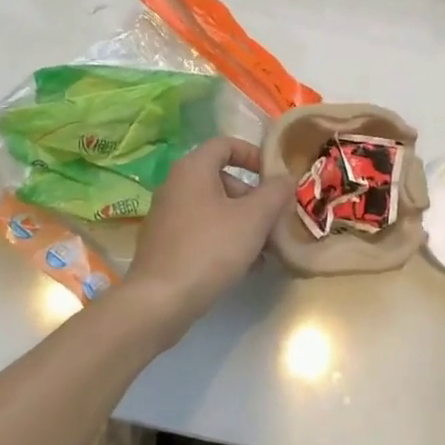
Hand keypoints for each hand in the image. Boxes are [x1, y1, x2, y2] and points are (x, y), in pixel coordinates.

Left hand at [123, 136, 293, 342]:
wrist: (160, 301)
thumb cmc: (210, 249)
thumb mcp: (254, 218)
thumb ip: (275, 193)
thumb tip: (285, 178)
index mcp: (193, 169)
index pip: (226, 144)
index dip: (254, 155)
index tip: (275, 176)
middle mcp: (176, 185)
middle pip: (222, 179)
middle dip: (253, 198)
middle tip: (274, 220)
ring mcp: (167, 216)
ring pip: (214, 209)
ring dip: (243, 223)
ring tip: (266, 249)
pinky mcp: (165, 244)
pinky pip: (202, 231)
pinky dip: (225, 239)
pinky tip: (246, 266)